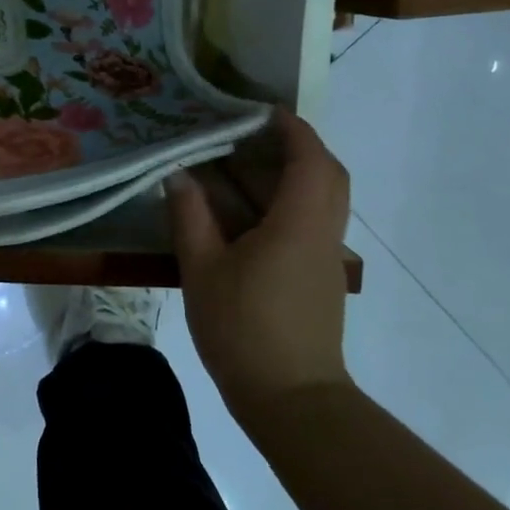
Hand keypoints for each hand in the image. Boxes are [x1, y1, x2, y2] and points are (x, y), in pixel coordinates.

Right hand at [166, 108, 353, 420]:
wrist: (291, 399)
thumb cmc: (243, 329)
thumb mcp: (203, 269)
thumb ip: (190, 216)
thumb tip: (180, 174)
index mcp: (297, 224)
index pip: (309, 159)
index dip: (291, 128)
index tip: (261, 110)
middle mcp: (323, 233)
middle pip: (329, 174)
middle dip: (300, 145)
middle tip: (258, 134)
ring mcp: (327, 257)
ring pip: (326, 198)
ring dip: (297, 172)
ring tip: (249, 164)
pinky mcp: (321, 277)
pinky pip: (315, 220)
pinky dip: (293, 199)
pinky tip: (253, 210)